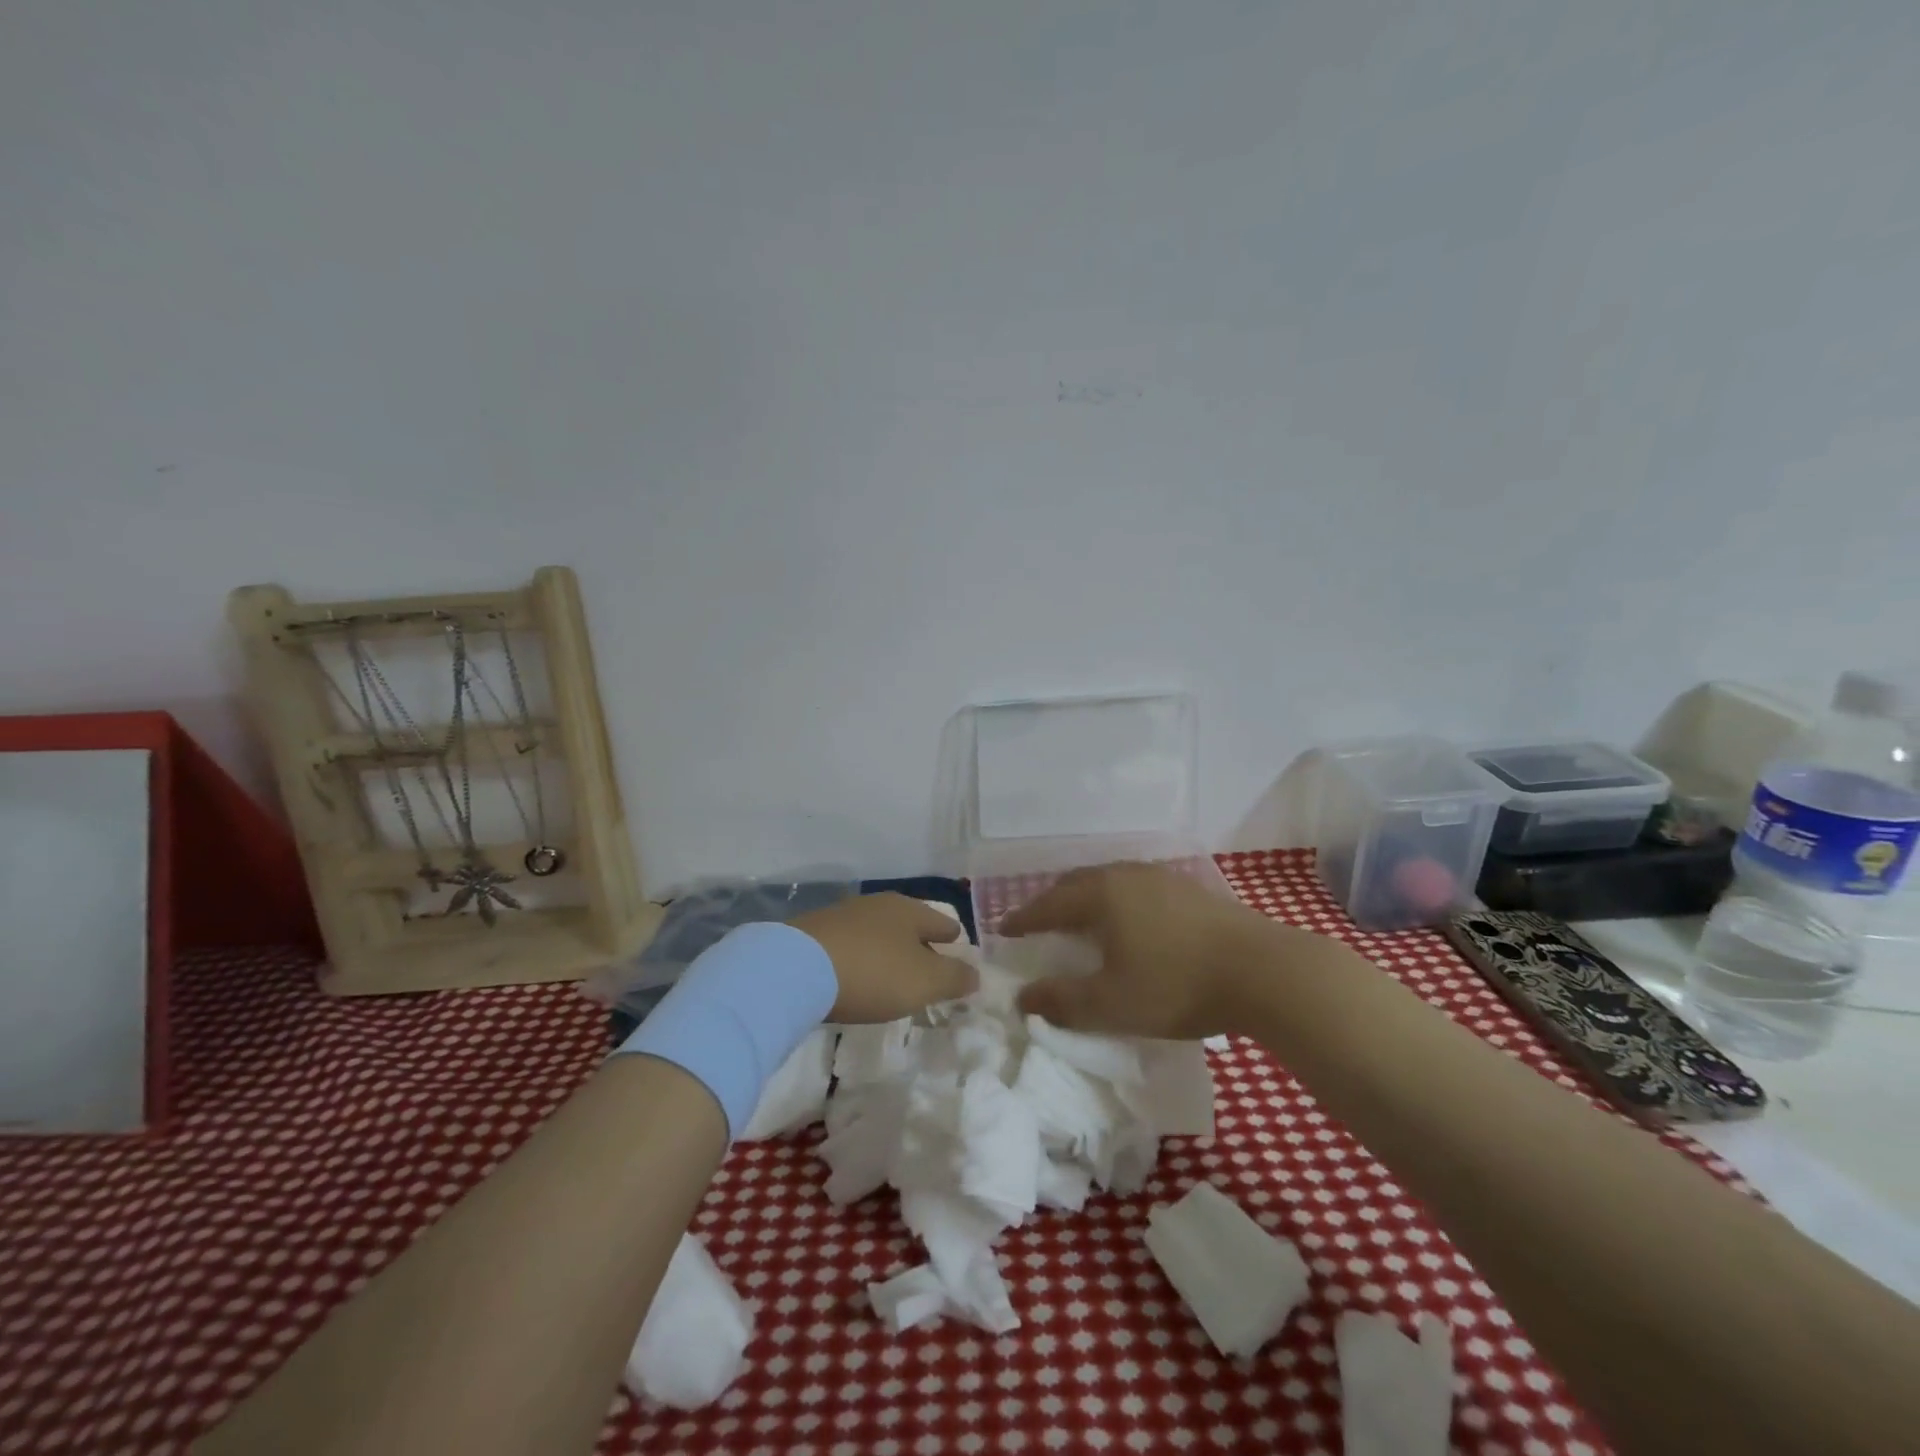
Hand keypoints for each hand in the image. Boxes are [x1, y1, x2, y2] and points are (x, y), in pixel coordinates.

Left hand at [790, 893, 975, 1023]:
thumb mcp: (924, 982)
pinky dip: (861, 957)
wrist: (796, 968)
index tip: (959, 955)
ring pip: (878, 932)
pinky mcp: (815, 932)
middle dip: (920, 944)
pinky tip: (856, 975)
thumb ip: (955, 978)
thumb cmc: (873, 972)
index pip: (944, 923)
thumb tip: (976, 974)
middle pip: (910, 924)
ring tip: (891, 975)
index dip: (954, 941)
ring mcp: (844, 915)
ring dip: (888, 950)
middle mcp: (879, 904)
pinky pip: (851, 944)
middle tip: (927, 969)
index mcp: (910, 910)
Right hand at [1002, 862, 1313, 1038]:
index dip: (1023, 918)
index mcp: (1100, 895)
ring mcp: (1162, 878)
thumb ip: (1062, 1002)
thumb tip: (1023, 998)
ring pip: (1109, 881)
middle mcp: (1126, 875)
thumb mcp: (1111, 1004)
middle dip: (1053, 902)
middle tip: (1038, 923)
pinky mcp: (1191, 890)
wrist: (1264, 971)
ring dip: (1087, 899)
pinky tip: (1130, 922)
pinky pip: (1137, 888)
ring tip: (1081, 920)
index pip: (1048, 903)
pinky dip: (1118, 902)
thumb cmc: (1176, 985)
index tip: (1003, 930)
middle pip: (1077, 883)